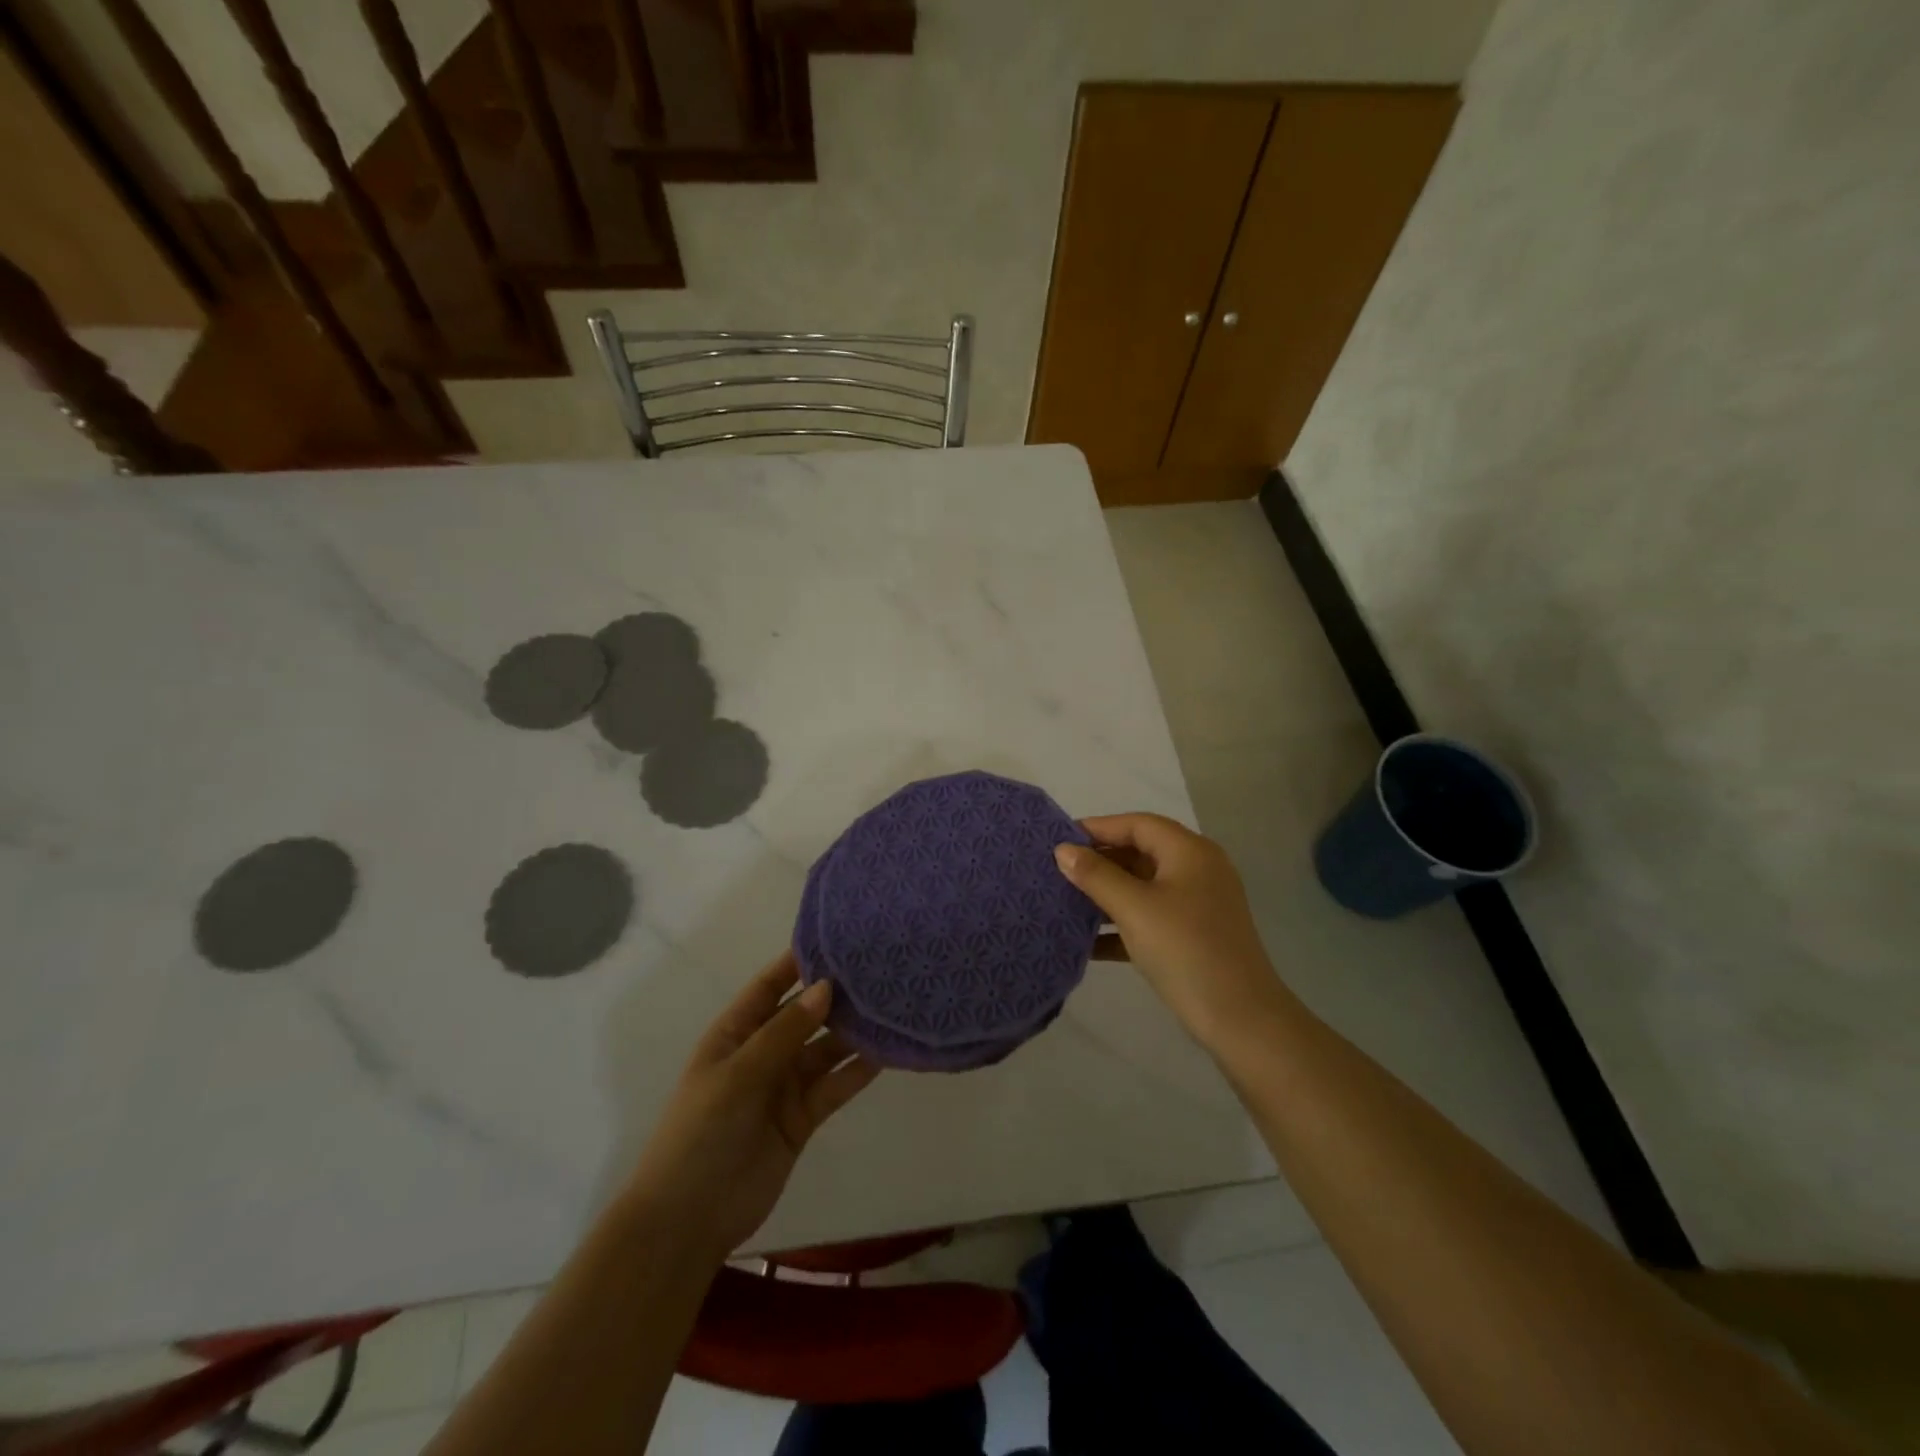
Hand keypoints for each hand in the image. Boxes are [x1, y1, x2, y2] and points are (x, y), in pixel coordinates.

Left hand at [624, 952, 879, 1263]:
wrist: (688, 1221)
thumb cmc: (700, 1134)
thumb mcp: (738, 1075)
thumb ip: (784, 1032)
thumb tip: (827, 986)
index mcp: (735, 1033)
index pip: (770, 986)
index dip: (798, 961)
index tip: (838, 938)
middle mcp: (762, 1052)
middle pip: (804, 1015)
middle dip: (835, 995)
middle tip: (878, 970)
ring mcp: (783, 1086)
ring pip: (824, 1049)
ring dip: (852, 1032)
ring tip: (890, 1006)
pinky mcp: (802, 1118)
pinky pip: (834, 1086)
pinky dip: (857, 1071)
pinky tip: (886, 1052)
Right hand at [1054, 813, 1289, 1049]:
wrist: (1240, 1020)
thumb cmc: (1185, 950)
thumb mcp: (1134, 908)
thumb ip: (1096, 875)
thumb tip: (1063, 850)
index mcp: (1189, 852)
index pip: (1137, 824)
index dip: (1097, 827)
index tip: (1058, 840)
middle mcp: (1196, 870)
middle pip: (1140, 853)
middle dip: (1098, 862)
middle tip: (1056, 872)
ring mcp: (1196, 905)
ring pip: (1142, 888)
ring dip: (1105, 894)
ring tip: (1064, 902)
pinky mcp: (1192, 936)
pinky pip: (1149, 918)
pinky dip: (1120, 925)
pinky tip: (1086, 942)